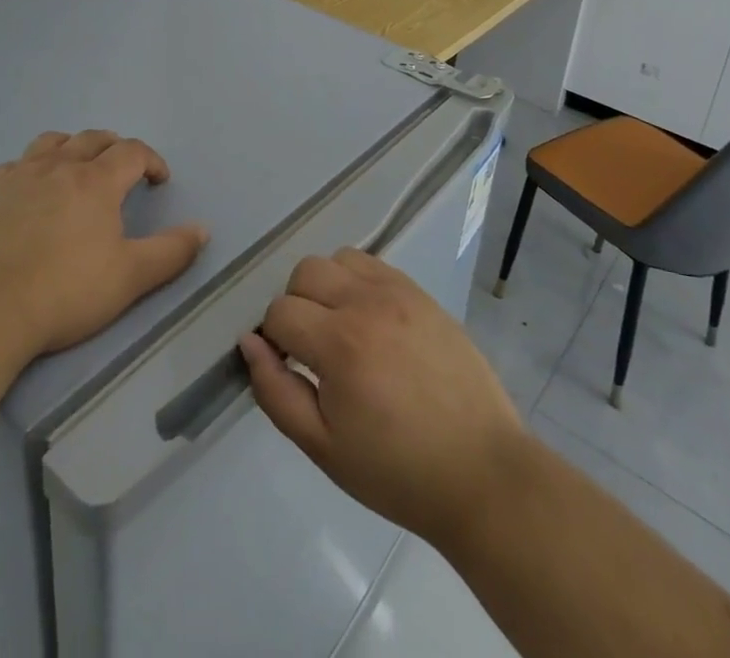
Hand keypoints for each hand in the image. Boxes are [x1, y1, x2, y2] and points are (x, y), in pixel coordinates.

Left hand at [0, 130, 208, 367]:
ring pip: (51, 143)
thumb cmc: (64, 295)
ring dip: (72, 147)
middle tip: (123, 169)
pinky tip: (28, 191)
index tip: (158, 180)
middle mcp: (58, 167)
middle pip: (92, 138)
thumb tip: (202, 229)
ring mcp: (17, 177)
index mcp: (95, 181)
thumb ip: (171, 251)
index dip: (151, 160)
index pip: (132, 151)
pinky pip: (13, 165)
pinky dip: (30, 169)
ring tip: (77, 167)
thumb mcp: (130, 278)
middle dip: (114, 147)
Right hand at [238, 250, 525, 553]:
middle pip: (305, 272)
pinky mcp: (421, 293)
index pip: (279, 312)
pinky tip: (370, 321)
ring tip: (342, 330)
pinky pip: (373, 264)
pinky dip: (358, 281)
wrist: (480, 471)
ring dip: (327, 287)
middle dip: (296, 306)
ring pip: (338, 259)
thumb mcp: (323, 447)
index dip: (274, 341)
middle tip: (313, 351)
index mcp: (339, 343)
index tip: (291, 370)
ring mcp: (398, 292)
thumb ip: (275, 392)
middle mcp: (366, 302)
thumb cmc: (397, 471)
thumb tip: (249, 343)